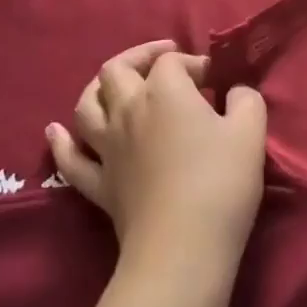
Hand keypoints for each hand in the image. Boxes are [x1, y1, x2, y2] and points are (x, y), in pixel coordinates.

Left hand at [50, 40, 267, 264]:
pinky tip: (55, 132)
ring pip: (86, 105)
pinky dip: (61, 142)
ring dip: (98, 89)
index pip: (171, 63)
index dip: (192, 63)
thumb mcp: (250, 132)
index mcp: (164, 92)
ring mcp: (107, 148)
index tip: (215, 80)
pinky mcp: (98, 184)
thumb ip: (245, 100)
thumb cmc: (220, 182)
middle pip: (116, 70)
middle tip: (163, 64)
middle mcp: (127, 111)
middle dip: (139, 58)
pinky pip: (70, 159)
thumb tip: (236, 92)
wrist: (182, 247)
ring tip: (113, 86)